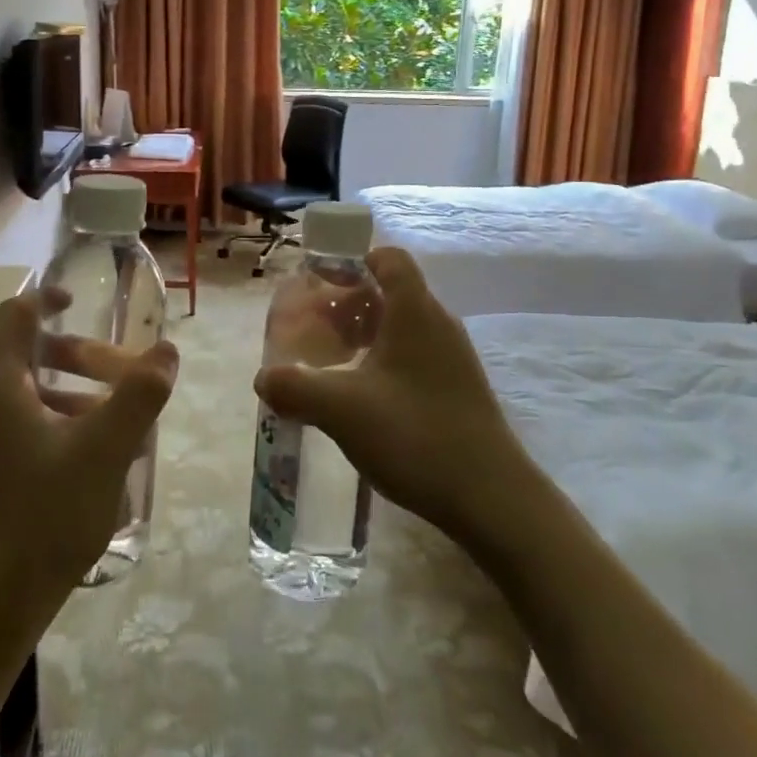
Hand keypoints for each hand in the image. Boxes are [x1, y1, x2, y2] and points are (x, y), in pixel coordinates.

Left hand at [0, 290, 177, 624]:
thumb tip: (167, 350)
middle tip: (124, 373)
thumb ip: (139, 394)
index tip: (81, 302)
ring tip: (123, 418)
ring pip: (31, 393)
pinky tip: (101, 457)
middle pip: (28, 354)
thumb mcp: (105, 449)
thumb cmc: (46, 514)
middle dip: (79, 354)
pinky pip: (28, 425)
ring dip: (77, 391)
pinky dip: (64, 422)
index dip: (45, 298)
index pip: (13, 315)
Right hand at [254, 247, 532, 546]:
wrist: (492, 498)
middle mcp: (437, 324)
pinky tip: (361, 398)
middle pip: (389, 292)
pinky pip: (412, 356)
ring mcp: (452, 358)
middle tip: (313, 330)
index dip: (351, 261)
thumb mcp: (341, 409)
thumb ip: (294, 387)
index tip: (319, 284)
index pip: (387, 258)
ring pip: (400, 327)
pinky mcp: (457, 389)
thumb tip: (264, 378)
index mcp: (414, 310)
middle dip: (347, 303)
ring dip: (363, 335)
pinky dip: (382, 361)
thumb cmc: (415, 435)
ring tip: (330, 364)